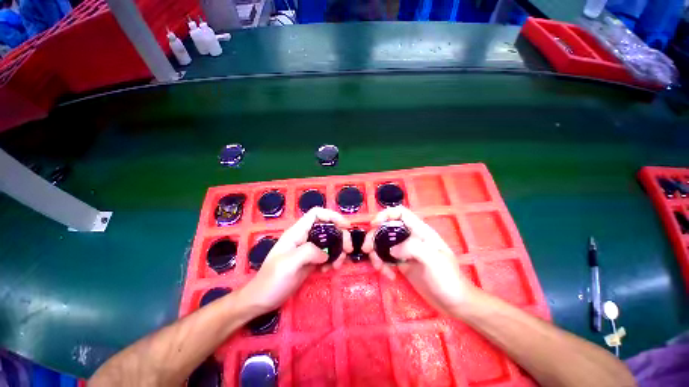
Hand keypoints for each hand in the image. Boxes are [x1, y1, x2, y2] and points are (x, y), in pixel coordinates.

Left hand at [238, 207, 351, 313]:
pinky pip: (327, 254)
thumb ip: (308, 252)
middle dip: (340, 236)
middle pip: (327, 227)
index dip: (332, 216)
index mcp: (297, 232)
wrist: (262, 300)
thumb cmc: (272, 280)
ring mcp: (308, 249)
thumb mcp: (288, 264)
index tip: (345, 226)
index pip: (316, 214)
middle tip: (348, 249)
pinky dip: (333, 260)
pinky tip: (330, 269)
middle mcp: (304, 237)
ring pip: (330, 241)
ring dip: (338, 250)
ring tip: (338, 264)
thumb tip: (325, 254)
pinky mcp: (311, 261)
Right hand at [362, 206, 477, 313]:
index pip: (401, 213)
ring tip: (379, 268)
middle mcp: (411, 238)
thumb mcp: (434, 260)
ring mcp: (405, 251)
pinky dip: (383, 265)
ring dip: (376, 254)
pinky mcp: (402, 263)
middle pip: (387, 228)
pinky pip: (386, 259)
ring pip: (383, 244)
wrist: (454, 303)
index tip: (374, 224)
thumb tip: (391, 250)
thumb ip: (412, 248)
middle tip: (367, 249)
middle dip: (374, 237)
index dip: (386, 214)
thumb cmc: (448, 279)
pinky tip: (388, 275)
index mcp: (420, 231)